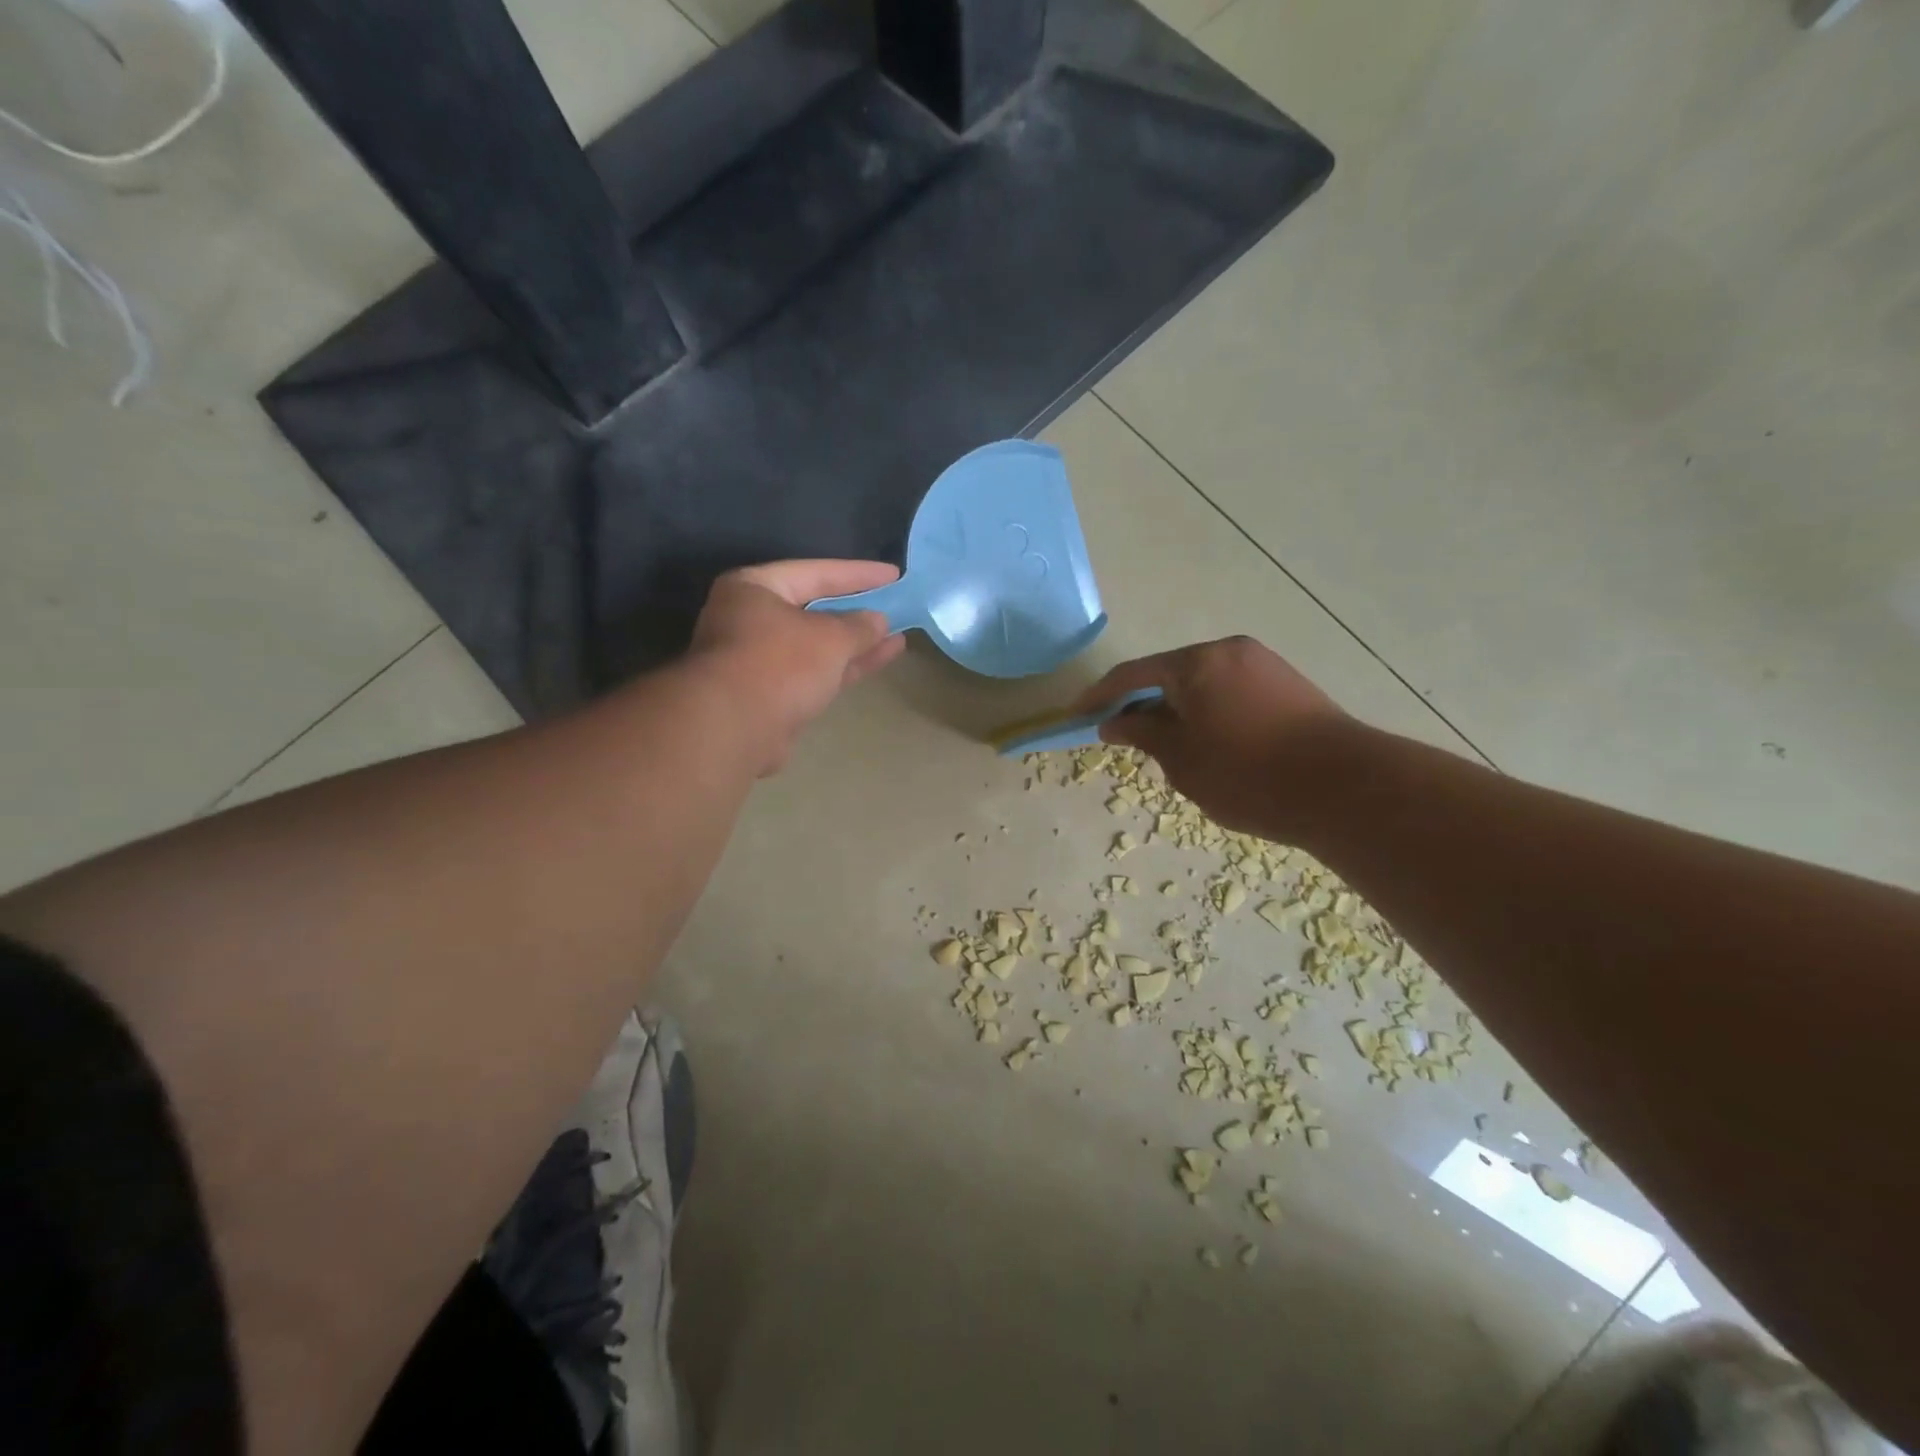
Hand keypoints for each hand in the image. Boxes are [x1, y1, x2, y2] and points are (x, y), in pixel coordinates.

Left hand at [691, 560, 905, 772]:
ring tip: (896, 638)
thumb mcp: (830, 637)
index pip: (814, 571)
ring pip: (815, 645)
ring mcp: (757, 660)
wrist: (734, 728)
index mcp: (754, 588)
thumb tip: (878, 620)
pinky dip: (843, 667)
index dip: (858, 574)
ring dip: (854, 643)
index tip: (893, 575)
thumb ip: (859, 626)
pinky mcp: (769, 695)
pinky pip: (814, 673)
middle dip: (855, 611)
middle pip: (813, 609)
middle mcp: (749, 619)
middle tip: (894, 606)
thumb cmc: (779, 663)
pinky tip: (876, 661)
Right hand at [1073, 637, 1353, 837]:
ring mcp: (1264, 665)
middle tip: (1126, 737)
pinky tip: (1212, 745)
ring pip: (1204, 684)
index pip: (1133, 674)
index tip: (1078, 714)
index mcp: (1196, 662)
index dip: (1100, 695)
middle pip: (1171, 674)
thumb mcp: (1180, 759)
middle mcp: (1229, 651)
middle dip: (1145, 704)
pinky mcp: (1290, 685)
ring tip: (1170, 748)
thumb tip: (1113, 721)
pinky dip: (1210, 712)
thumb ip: (1141, 734)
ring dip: (1179, 710)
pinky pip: (1232, 692)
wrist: (1343, 788)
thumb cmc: (1246, 774)